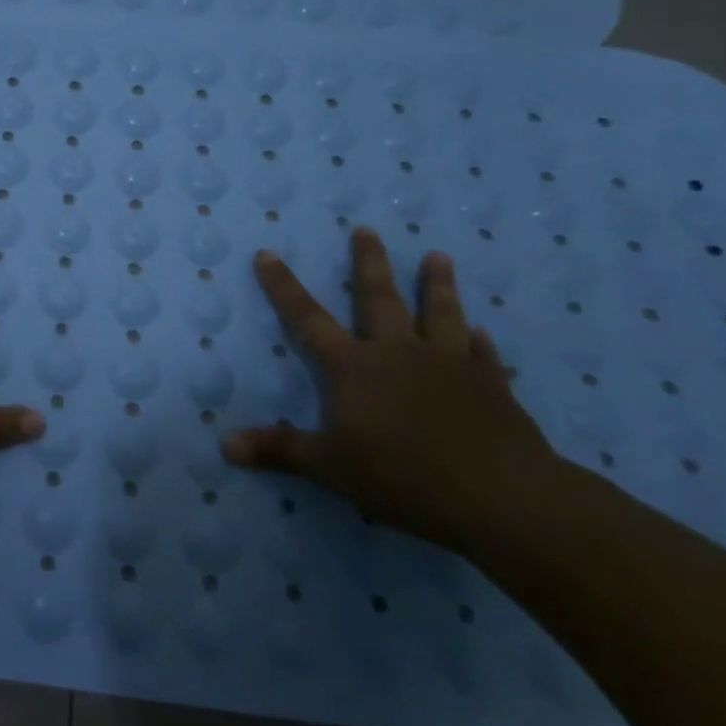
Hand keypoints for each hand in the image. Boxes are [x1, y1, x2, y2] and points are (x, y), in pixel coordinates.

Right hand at [221, 227, 562, 554]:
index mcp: (355, 367)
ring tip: (438, 257)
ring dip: (436, 285)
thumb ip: (279, 450)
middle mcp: (399, 353)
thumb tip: (225, 444)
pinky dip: (480, 343)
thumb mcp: (329, 467)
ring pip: (440, 314)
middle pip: (380, 299)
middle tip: (367, 230)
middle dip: (369, 263)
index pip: (307, 319)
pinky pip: (483, 356)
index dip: (284, 287)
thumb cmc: (403, 475)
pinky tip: (482, 333)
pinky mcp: (492, 388)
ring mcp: (449, 366)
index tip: (267, 253)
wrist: (501, 496)